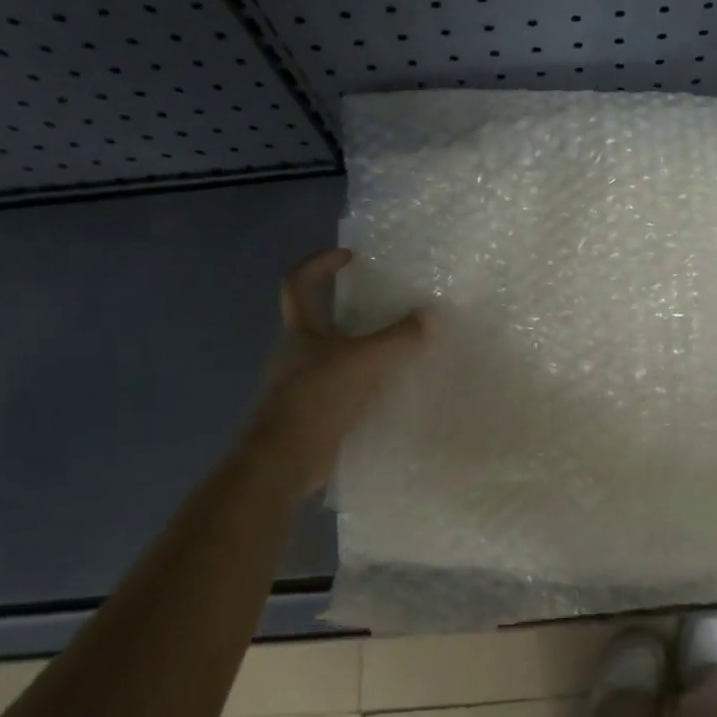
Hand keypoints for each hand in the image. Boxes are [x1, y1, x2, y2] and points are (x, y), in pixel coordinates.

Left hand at [242, 248, 426, 492]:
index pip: (298, 282)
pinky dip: (361, 382)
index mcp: (301, 330)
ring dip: (358, 348)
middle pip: (317, 318)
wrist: (283, 459)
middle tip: (385, 306)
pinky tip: (387, 389)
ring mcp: (300, 383)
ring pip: (331, 354)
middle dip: (347, 309)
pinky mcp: (312, 412)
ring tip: (395, 348)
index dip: (319, 263)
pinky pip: (340, 386)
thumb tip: (433, 315)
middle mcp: (296, 352)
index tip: (349, 257)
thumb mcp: (366, 361)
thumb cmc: (318, 397)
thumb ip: (400, 337)